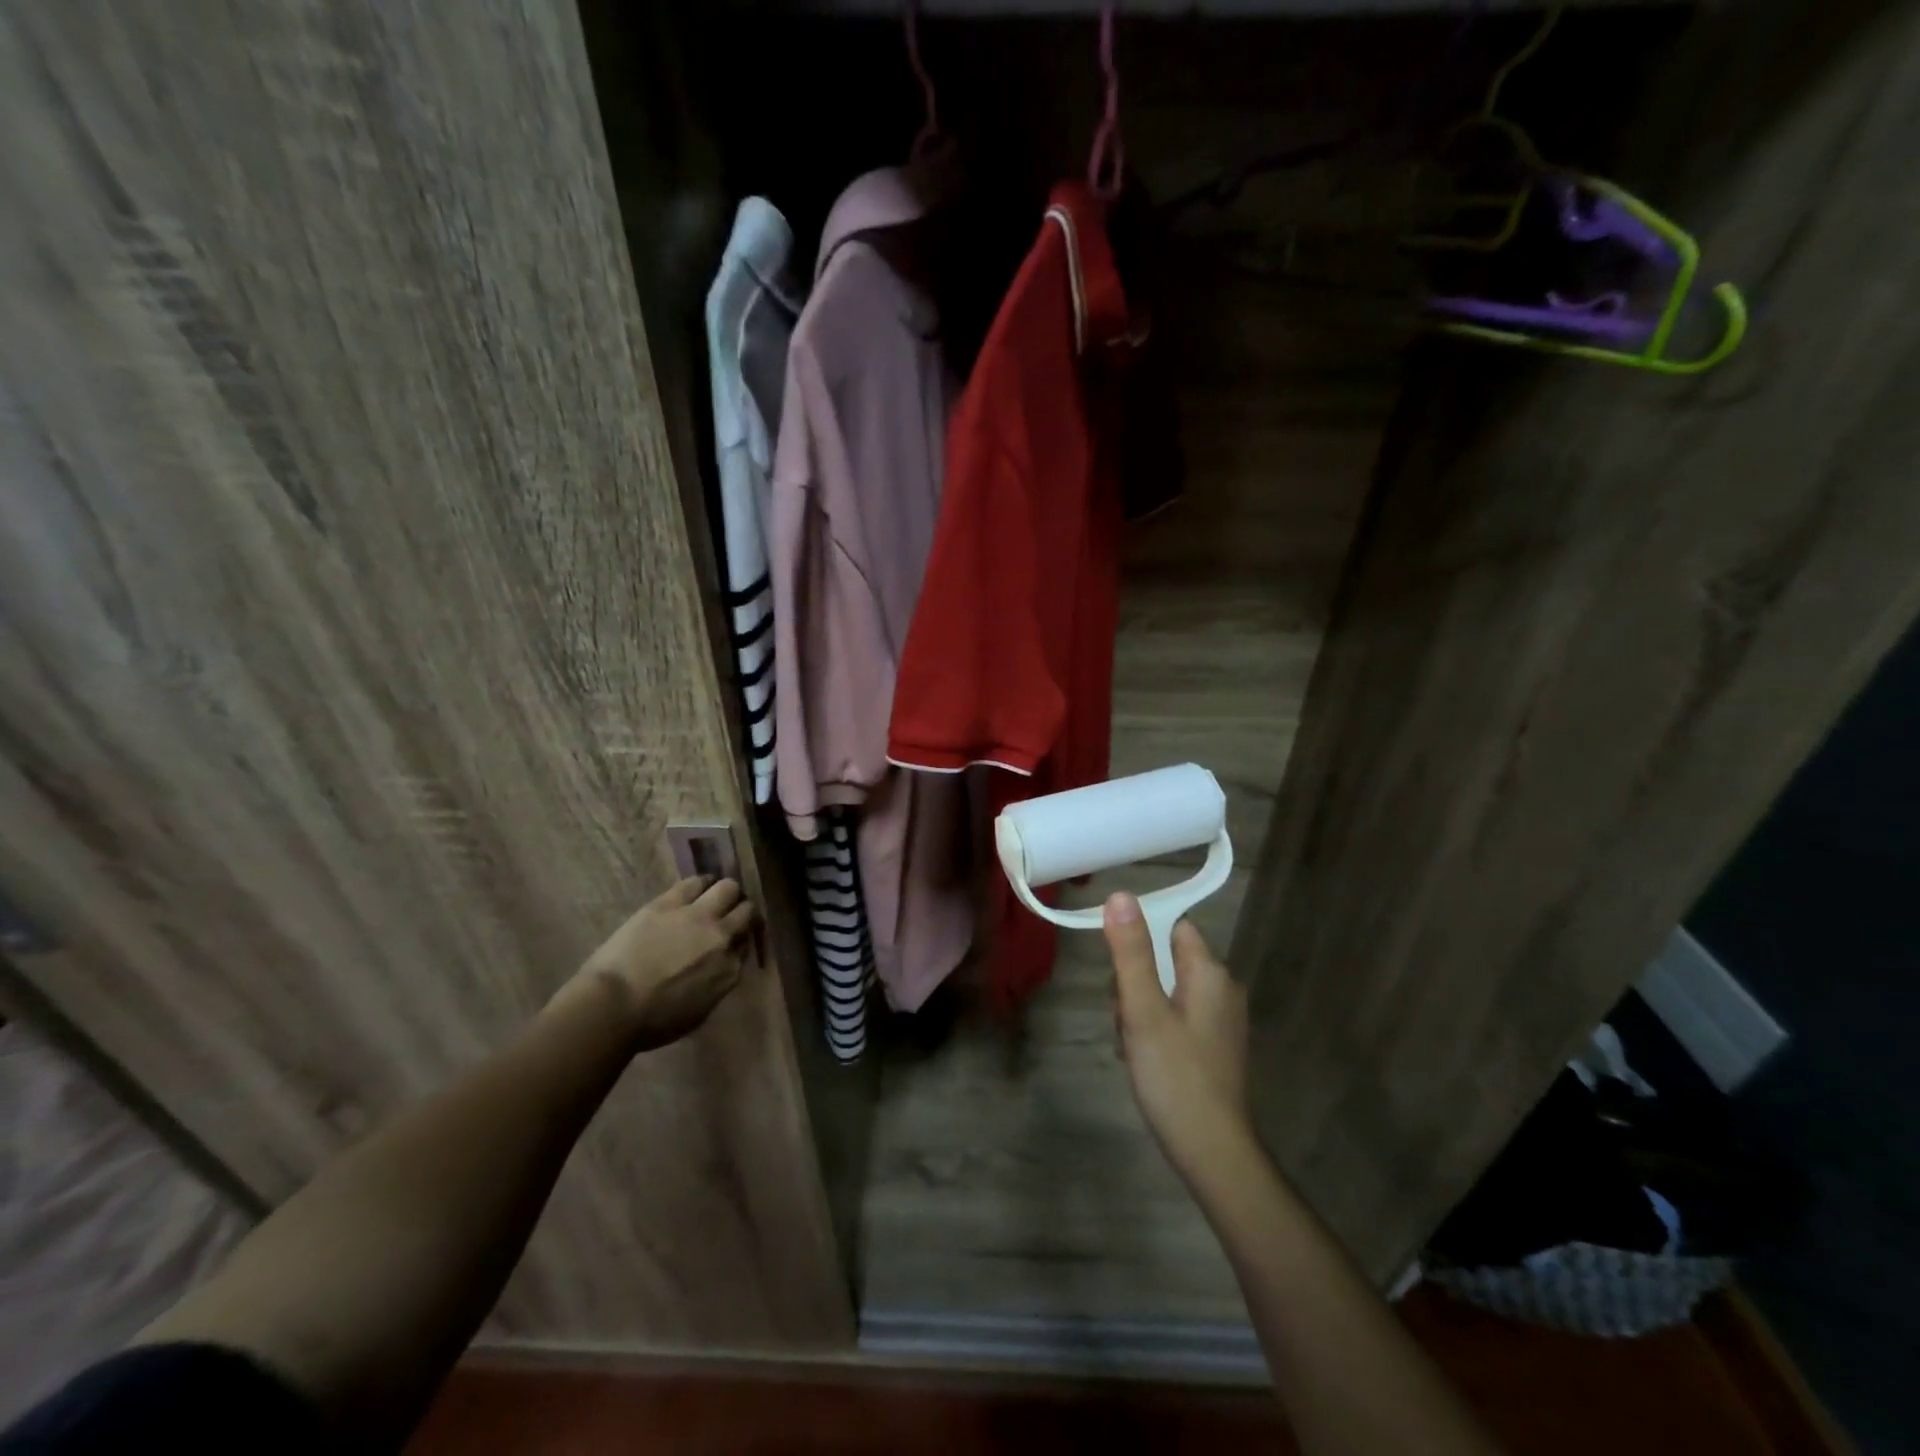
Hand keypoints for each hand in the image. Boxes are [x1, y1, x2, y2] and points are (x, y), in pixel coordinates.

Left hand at [572, 877, 756, 1049]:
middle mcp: (722, 938)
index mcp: (730, 970)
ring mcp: (698, 916)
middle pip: (746, 911)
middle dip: (739, 912)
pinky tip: (697, 887)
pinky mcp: (670, 902)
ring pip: (728, 887)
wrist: (613, 1007)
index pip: (746, 945)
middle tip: (727, 916)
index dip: (738, 941)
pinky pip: (695, 882)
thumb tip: (718, 967)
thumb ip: (717, 983)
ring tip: (714, 896)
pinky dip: (701, 883)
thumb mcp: (699, 1012)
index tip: (729, 943)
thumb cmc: (652, 1022)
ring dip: (725, 893)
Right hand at [1104, 893, 1251, 1182]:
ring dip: (1140, 1010)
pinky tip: (1144, 1058)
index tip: (1120, 975)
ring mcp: (1221, 1020)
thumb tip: (1120, 894)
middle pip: (1165, 960)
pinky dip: (1155, 1030)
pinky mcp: (1215, 1045)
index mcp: (1210, 973)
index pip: (1173, 927)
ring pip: (1166, 990)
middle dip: (1135, 984)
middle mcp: (1223, 989)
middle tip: (1125, 1021)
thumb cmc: (1175, 1075)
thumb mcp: (1143, 1009)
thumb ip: (1131, 952)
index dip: (1140, 942)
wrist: (1212, 1152)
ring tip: (1132, 1045)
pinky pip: (1176, 1017)